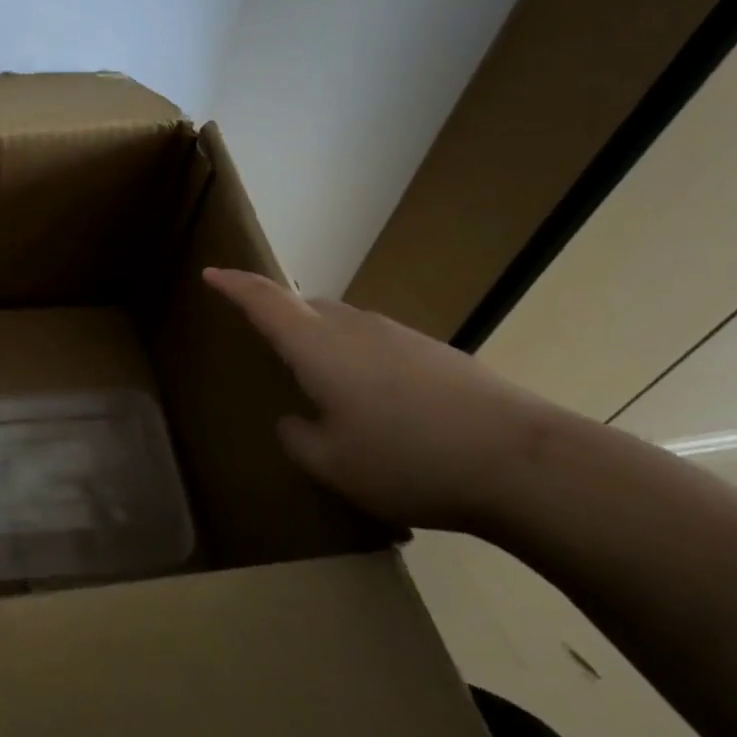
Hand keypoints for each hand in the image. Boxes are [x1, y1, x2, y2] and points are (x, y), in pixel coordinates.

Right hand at [202, 268, 577, 531]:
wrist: (525, 462)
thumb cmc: (409, 459)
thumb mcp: (333, 465)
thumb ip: (298, 440)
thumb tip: (294, 421)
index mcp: (316, 346)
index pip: (263, 300)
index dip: (233, 284)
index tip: (210, 272)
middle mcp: (352, 327)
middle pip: (304, 307)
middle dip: (279, 316)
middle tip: (266, 343)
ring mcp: (398, 335)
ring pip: (342, 325)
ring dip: (322, 341)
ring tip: (325, 384)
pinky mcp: (435, 352)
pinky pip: (377, 344)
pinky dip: (360, 360)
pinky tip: (380, 403)